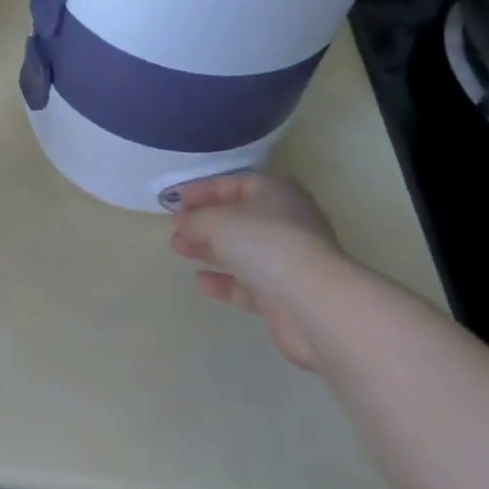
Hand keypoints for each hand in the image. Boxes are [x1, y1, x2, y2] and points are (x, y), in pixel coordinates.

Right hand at [168, 173, 342, 370]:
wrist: (314, 304)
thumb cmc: (265, 244)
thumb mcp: (218, 221)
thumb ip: (196, 219)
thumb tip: (182, 221)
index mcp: (276, 194)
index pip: (234, 184)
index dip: (202, 190)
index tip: (174, 200)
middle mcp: (286, 223)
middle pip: (238, 218)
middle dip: (204, 223)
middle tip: (175, 229)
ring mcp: (287, 261)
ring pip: (242, 250)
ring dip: (210, 250)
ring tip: (179, 250)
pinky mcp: (285, 295)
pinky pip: (248, 283)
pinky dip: (224, 281)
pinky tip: (200, 283)